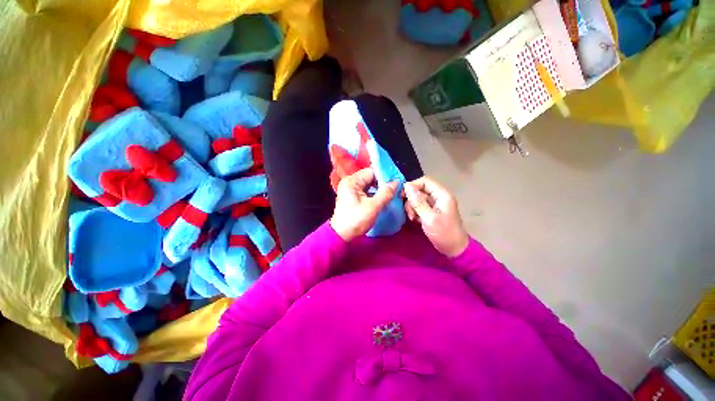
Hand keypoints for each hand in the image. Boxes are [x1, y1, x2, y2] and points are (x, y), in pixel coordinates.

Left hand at [330, 168, 397, 241]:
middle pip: (370, 177)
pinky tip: (382, 199)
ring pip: (369, 185)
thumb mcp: (373, 207)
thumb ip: (386, 193)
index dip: (385, 176)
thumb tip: (396, 182)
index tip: (396, 183)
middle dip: (382, 183)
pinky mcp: (352, 196)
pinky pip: (366, 191)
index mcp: (352, 181)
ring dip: (379, 189)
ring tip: (391, 194)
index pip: (371, 172)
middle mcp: (350, 182)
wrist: (341, 235)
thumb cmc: (356, 220)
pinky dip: (374, 194)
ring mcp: (350, 189)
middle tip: (395, 190)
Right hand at [403, 176, 468, 257]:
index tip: (402, 196)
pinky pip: (419, 206)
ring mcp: (435, 205)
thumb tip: (406, 186)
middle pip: (420, 190)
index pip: (425, 181)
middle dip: (411, 199)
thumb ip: (418, 202)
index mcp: (442, 195)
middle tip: (409, 212)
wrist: (455, 250)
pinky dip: (415, 211)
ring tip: (412, 218)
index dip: (412, 186)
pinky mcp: (431, 212)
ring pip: (418, 199)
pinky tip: (414, 220)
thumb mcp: (429, 218)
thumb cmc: (444, 233)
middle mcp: (438, 197)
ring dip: (412, 207)